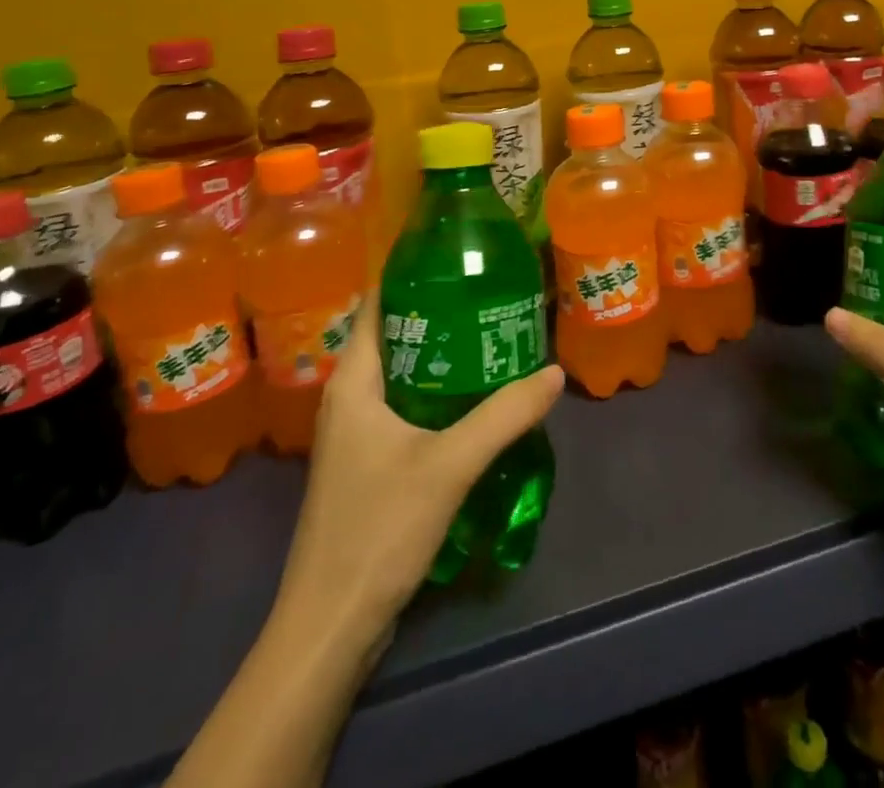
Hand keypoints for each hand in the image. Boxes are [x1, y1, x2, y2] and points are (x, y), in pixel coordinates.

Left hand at [271, 291, 565, 651]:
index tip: (458, 258)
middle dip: (439, 313)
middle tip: (491, 294)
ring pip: (401, 374)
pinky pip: (403, 407)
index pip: (376, 305)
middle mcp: (348, 398)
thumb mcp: (448, 465)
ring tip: (491, 336)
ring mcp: (354, 434)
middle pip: (393, 336)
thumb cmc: (377, 528)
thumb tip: (554, 372)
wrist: (330, 625)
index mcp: (353, 382)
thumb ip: (503, 415)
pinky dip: (435, 392)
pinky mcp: (366, 464)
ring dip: (440, 355)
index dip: (411, 274)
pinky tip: (473, 398)